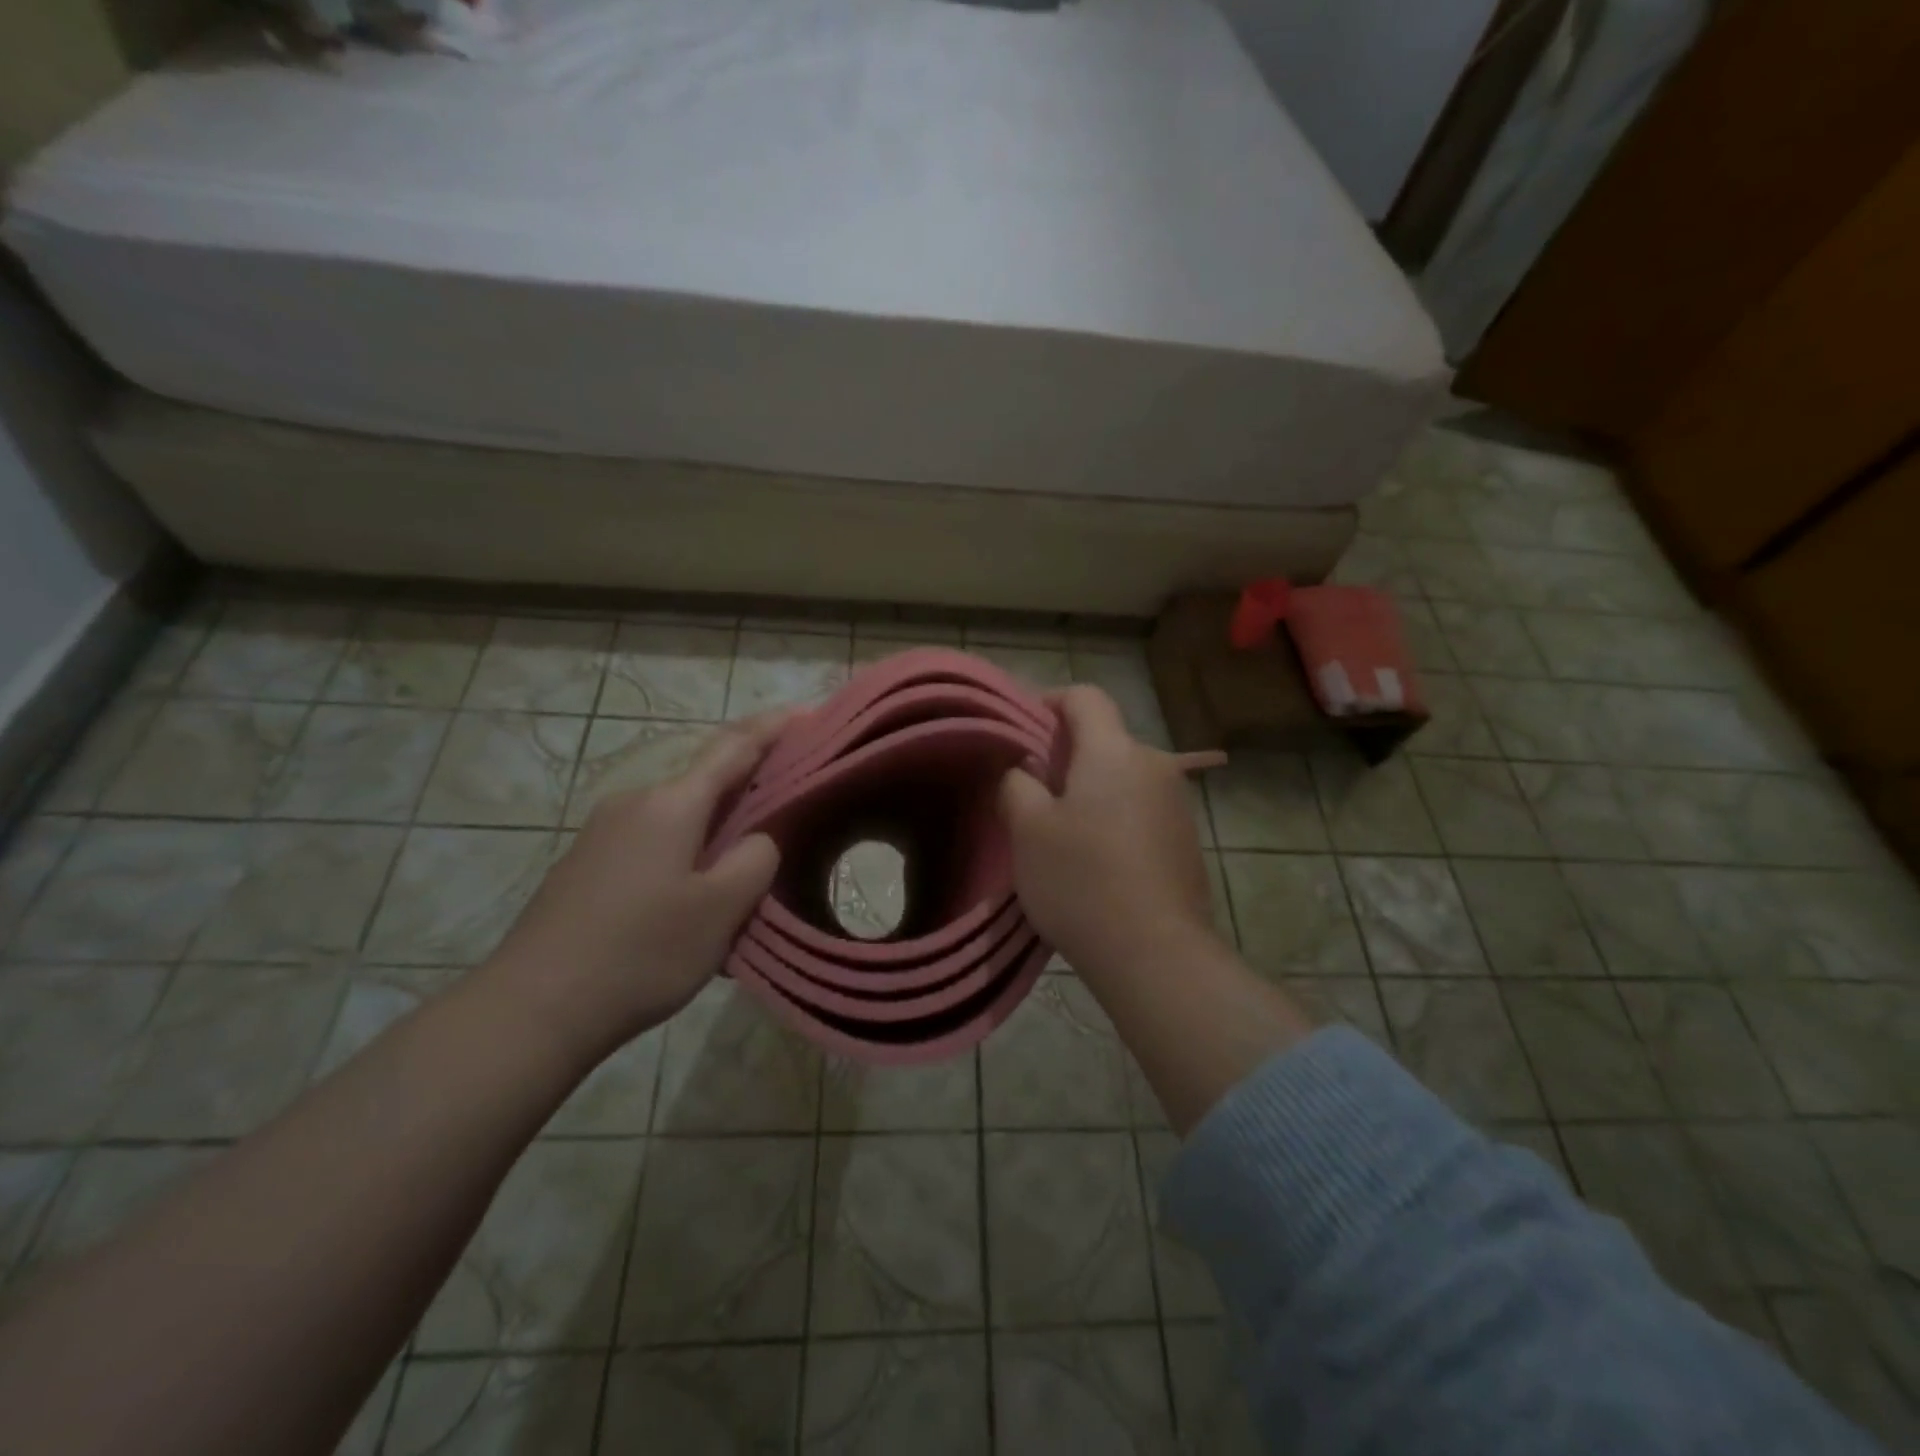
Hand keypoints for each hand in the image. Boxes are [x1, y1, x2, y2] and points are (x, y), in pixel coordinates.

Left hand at [484, 712, 788, 1064]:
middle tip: (792, 798)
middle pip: (705, 782)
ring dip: (717, 827)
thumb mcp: (721, 910)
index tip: (806, 713)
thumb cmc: (640, 952)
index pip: (733, 748)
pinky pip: (653, 843)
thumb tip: (758, 839)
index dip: (772, 728)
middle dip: (749, 784)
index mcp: (671, 804)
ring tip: (748, 862)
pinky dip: (687, 852)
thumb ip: (755, 860)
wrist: (532, 1009)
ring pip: (679, 817)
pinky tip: (696, 894)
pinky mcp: (586, 865)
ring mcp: (603, 834)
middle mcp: (634, 804)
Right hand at [1000, 687, 1221, 987]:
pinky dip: (1114, 816)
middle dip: (1066, 755)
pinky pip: (1141, 808)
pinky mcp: (1186, 839)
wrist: (1156, 953)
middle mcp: (1154, 765)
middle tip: (1032, 792)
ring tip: (1062, 832)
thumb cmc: (1081, 881)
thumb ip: (1017, 783)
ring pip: (1122, 776)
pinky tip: (1097, 860)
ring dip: (1091, 789)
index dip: (1050, 701)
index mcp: (1114, 751)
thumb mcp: (1028, 829)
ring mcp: (1177, 803)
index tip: (1023, 731)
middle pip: (1105, 739)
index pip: (1085, 697)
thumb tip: (1024, 770)